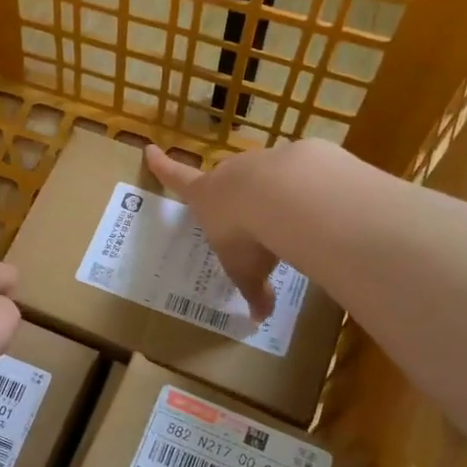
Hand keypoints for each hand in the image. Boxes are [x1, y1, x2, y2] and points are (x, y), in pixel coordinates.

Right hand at [145, 143, 288, 322]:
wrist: (287, 196)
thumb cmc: (247, 235)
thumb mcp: (246, 271)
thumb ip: (252, 291)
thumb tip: (258, 318)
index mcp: (205, 196)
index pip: (176, 178)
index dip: (162, 166)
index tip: (150, 148)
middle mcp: (229, 174)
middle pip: (224, 178)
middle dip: (231, 194)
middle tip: (243, 215)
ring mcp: (262, 162)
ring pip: (262, 176)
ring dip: (270, 194)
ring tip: (287, 219)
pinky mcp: (295, 157)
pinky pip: (298, 174)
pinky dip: (303, 189)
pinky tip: (316, 208)